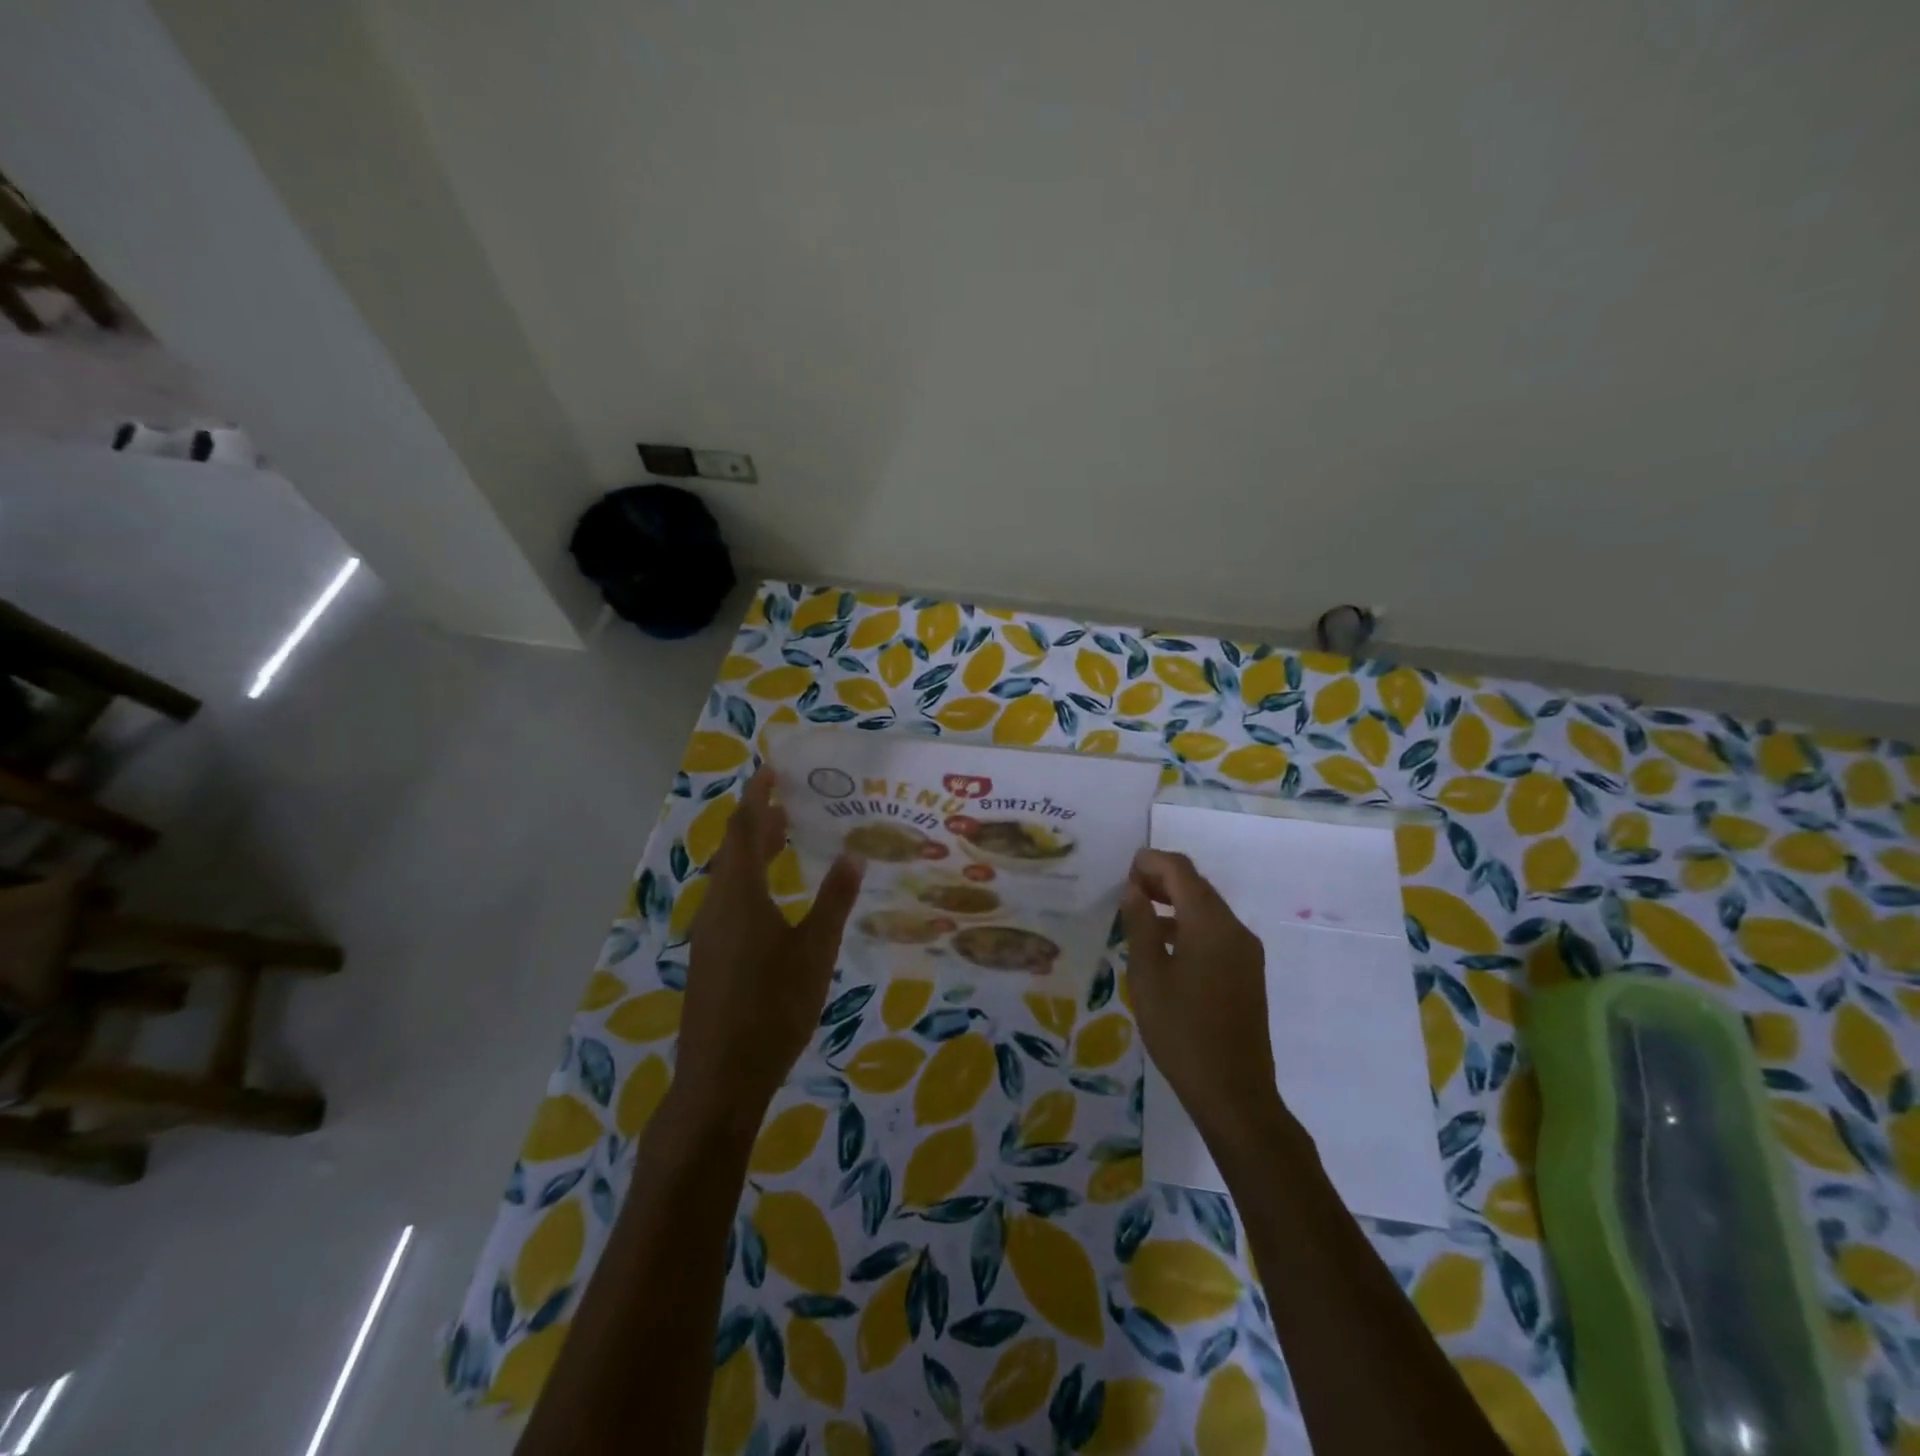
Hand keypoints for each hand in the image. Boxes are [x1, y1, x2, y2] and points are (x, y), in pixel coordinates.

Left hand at [676, 767, 863, 1126]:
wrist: (720, 1077)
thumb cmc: (773, 1008)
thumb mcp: (814, 952)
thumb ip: (833, 901)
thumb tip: (853, 855)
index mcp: (740, 896)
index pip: (744, 829)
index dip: (756, 796)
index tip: (773, 769)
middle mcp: (717, 906)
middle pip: (734, 850)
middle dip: (759, 821)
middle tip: (792, 801)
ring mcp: (709, 933)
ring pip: (730, 877)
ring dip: (755, 852)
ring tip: (786, 838)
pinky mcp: (710, 957)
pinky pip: (729, 900)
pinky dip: (750, 881)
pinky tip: (774, 897)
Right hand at [1121, 849, 1277, 1139]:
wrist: (1234, 1092)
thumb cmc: (1181, 1031)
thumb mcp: (1148, 976)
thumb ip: (1140, 925)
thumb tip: (1134, 889)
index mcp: (1210, 924)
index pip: (1181, 871)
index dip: (1152, 862)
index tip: (1124, 869)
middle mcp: (1235, 929)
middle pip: (1197, 886)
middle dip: (1163, 879)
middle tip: (1128, 888)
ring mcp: (1246, 952)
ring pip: (1208, 909)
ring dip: (1175, 902)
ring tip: (1140, 913)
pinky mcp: (1248, 972)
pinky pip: (1216, 932)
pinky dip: (1189, 924)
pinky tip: (1165, 944)